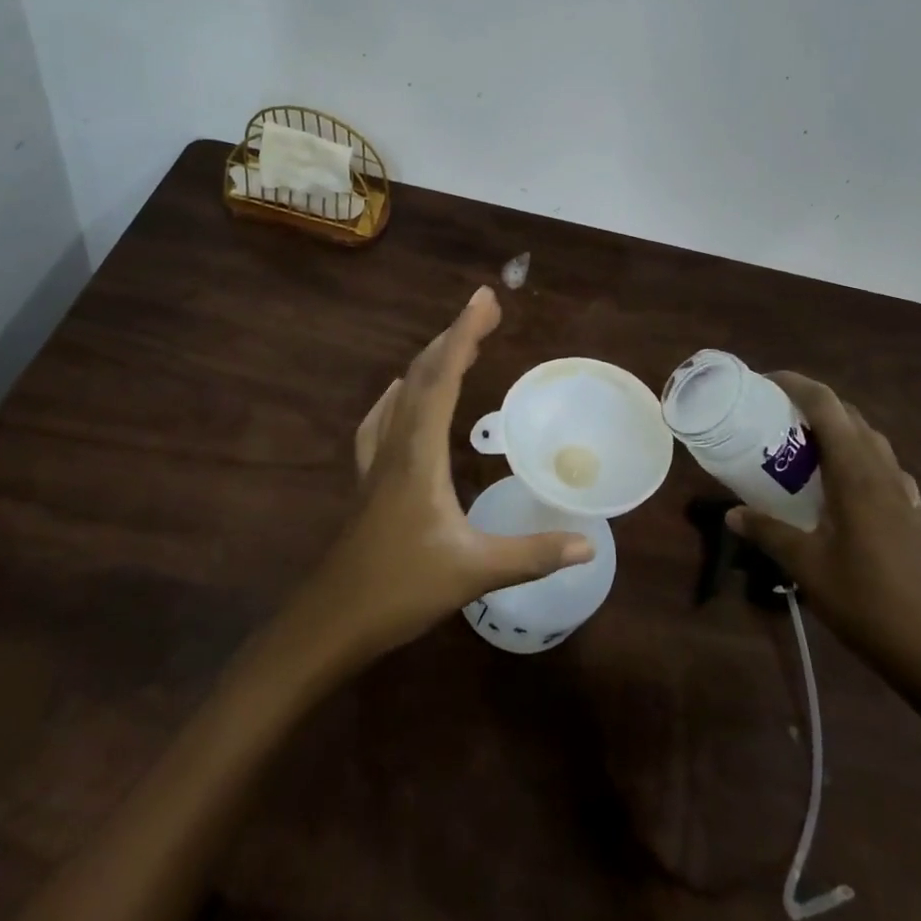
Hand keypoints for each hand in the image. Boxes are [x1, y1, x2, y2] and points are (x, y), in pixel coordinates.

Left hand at [302, 286, 594, 660]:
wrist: (331, 621)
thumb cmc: (401, 590)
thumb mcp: (474, 572)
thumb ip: (532, 555)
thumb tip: (589, 544)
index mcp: (419, 453)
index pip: (443, 378)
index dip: (464, 333)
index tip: (485, 299)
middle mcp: (396, 444)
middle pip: (422, 374)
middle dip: (454, 336)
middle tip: (485, 309)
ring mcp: (376, 461)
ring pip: (402, 393)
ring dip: (430, 361)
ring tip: (456, 343)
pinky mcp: (367, 479)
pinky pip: (383, 420)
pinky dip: (399, 395)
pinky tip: (398, 395)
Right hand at [727, 372, 920, 697]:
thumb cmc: (867, 602)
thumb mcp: (805, 567)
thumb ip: (767, 533)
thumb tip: (731, 514)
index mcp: (856, 474)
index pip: (827, 407)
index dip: (796, 384)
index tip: (765, 381)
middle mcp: (884, 475)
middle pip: (852, 418)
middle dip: (815, 406)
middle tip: (777, 416)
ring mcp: (906, 498)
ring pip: (874, 444)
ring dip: (841, 433)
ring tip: (808, 449)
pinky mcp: (916, 521)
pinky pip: (887, 474)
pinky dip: (862, 464)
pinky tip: (847, 493)